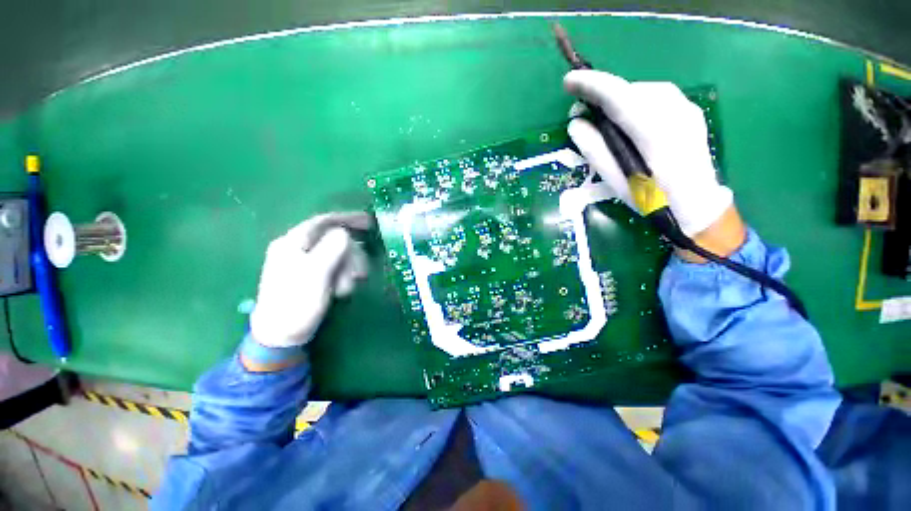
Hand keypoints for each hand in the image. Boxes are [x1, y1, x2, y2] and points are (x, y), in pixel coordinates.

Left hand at [249, 212, 371, 347]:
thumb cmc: (296, 304)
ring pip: (337, 254)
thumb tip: (345, 233)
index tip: (369, 221)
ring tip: (348, 287)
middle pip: (334, 240)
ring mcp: (304, 262)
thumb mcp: (315, 275)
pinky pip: (335, 267)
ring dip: (348, 269)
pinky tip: (343, 289)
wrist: (281, 335)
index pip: (323, 221)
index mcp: (292, 242)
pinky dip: (343, 276)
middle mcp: (298, 248)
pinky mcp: (311, 275)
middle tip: (361, 274)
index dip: (347, 219)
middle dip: (351, 255)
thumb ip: (330, 250)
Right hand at [564, 69, 732, 237]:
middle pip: (632, 90)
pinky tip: (631, 119)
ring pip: (645, 91)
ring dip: (621, 98)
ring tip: (605, 117)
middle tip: (583, 109)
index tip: (569, 82)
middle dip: (605, 94)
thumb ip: (596, 150)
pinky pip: (659, 97)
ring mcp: (687, 109)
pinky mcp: (691, 112)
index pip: (619, 96)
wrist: (698, 207)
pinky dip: (638, 101)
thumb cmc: (653, 199)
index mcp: (655, 133)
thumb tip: (576, 124)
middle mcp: (675, 112)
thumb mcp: (617, 180)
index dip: (592, 85)